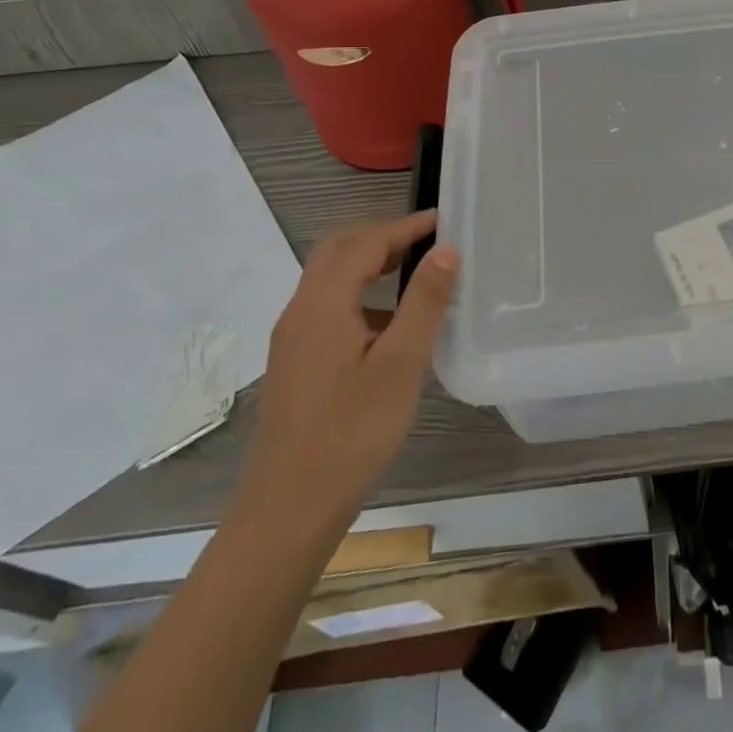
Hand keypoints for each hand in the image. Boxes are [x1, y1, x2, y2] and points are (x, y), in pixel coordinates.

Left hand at [237, 211, 459, 547]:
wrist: (286, 512)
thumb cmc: (351, 434)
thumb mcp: (401, 365)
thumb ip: (424, 301)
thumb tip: (446, 249)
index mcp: (324, 304)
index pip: (366, 242)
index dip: (406, 226)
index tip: (444, 219)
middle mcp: (301, 311)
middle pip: (338, 250)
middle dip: (382, 236)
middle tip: (426, 240)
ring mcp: (292, 339)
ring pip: (330, 278)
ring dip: (369, 263)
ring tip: (415, 274)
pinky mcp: (295, 363)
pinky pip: (328, 306)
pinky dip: (360, 293)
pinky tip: (389, 326)